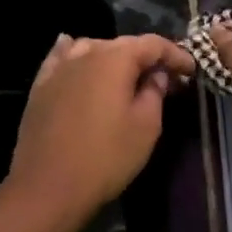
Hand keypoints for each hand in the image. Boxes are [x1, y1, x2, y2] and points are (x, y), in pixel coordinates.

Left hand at [7, 33, 194, 230]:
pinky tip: (79, 57)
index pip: (152, 44)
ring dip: (114, 57)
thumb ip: (155, 93)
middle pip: (122, 45)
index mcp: (115, 60)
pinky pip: (62, 58)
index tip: (191, 71)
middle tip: (165, 78)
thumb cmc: (106, 157)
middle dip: (147, 57)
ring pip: (91, 48)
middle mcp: (84, 54)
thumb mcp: (146, 127)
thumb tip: (156, 75)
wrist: (48, 186)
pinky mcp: (40, 87)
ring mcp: (58, 69)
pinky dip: (77, 55)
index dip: (175, 54)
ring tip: (127, 75)